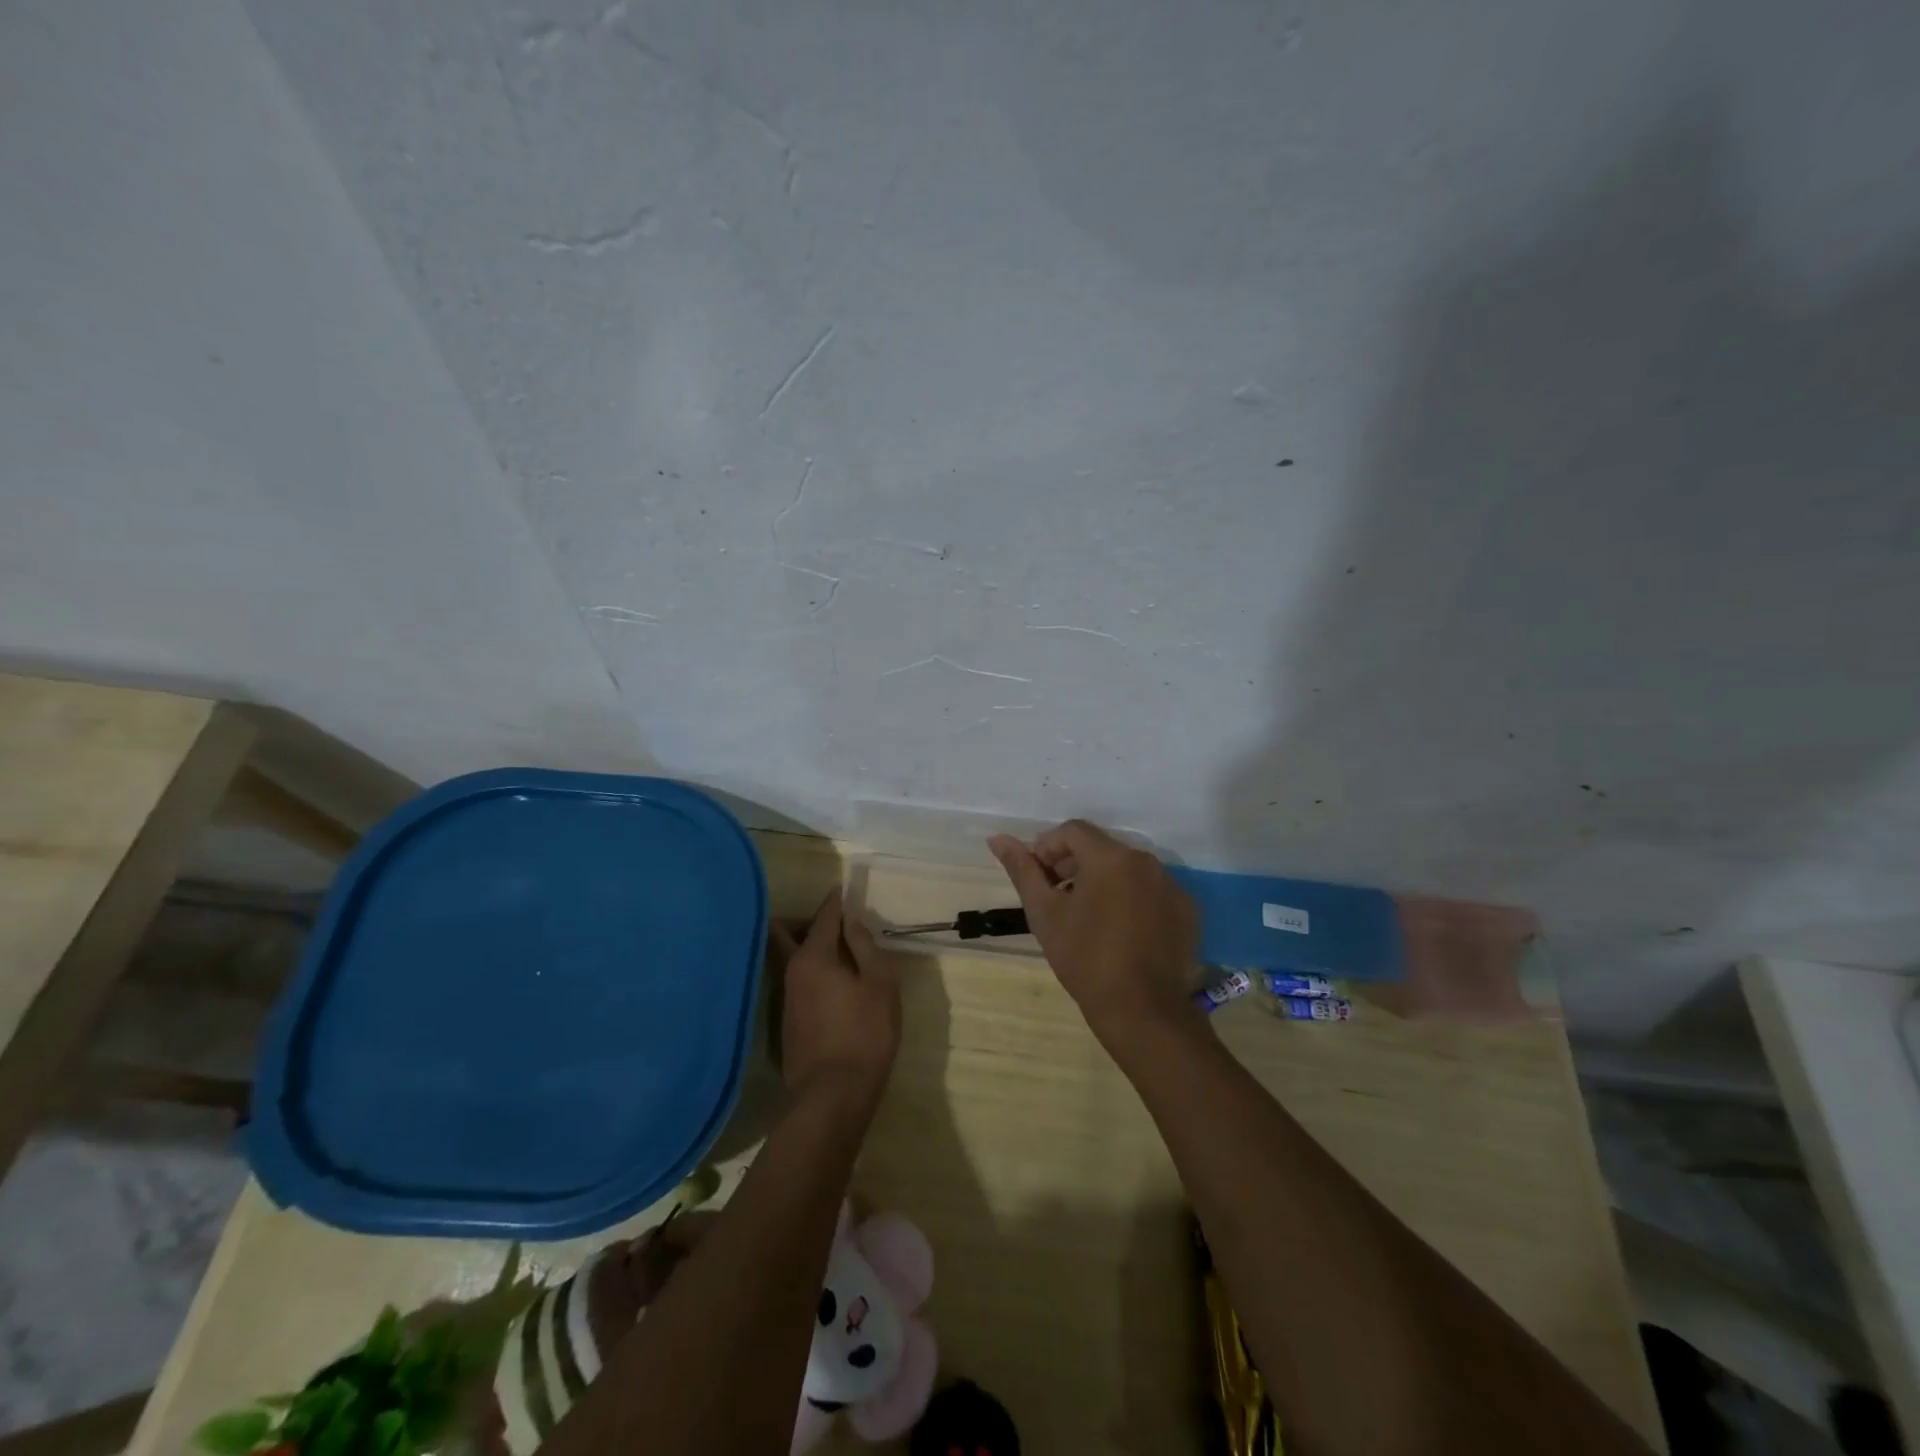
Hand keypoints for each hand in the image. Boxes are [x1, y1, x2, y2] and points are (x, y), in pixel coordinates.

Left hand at [771, 889, 901, 1107]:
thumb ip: (866, 947)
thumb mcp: (880, 985)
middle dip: (805, 922)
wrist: (833, 1096)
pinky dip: (809, 972)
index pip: (823, 917)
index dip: (835, 902)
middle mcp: (791, 972)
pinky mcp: (787, 1022)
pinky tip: (832, 985)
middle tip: (834, 925)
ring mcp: (785, 999)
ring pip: (789, 959)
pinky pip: (794, 981)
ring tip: (838, 954)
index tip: (843, 890)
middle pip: (786, 934)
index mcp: (814, 957)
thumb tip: (852, 921)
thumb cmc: (865, 1034)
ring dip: (807, 948)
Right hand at [989, 820, 1200, 1043]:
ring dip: (1103, 883)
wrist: (1142, 1011)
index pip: (1072, 831)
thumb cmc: (1085, 958)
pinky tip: (1121, 933)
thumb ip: (1022, 870)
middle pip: (1101, 848)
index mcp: (1111, 857)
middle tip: (1058, 900)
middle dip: (1074, 865)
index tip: (1039, 880)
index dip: (1047, 849)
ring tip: (1087, 918)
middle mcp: (1146, 861)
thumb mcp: (1044, 914)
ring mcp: (1172, 885)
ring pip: (1127, 870)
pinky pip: (1151, 892)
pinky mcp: (1187, 911)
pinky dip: (1132, 900)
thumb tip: (997, 838)